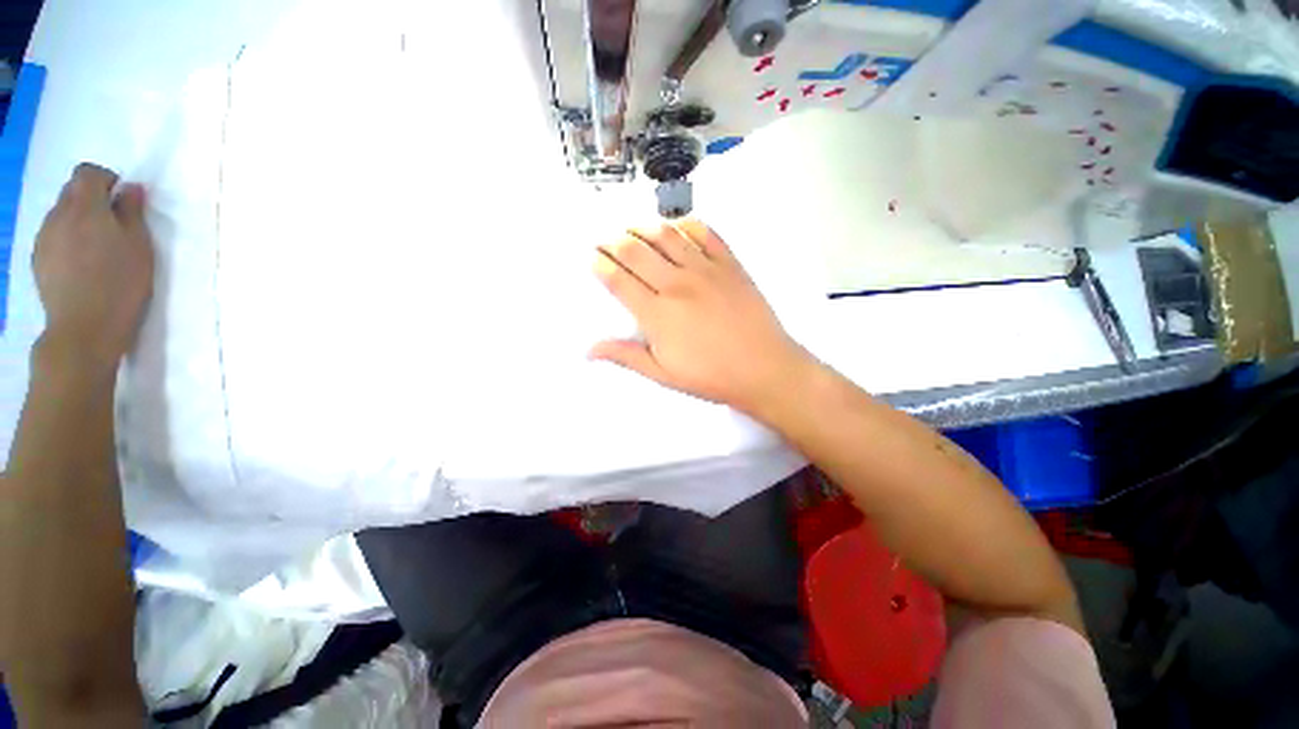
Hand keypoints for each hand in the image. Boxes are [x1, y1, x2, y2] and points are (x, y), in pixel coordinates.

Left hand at [33, 163, 153, 369]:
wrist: (84, 328)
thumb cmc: (121, 284)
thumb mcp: (140, 246)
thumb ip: (133, 212)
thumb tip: (130, 190)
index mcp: (86, 206)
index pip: (89, 173)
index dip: (106, 180)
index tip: (122, 200)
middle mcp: (59, 214)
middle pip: (72, 191)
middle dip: (91, 199)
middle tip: (113, 224)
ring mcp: (44, 237)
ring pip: (60, 214)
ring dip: (78, 220)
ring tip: (97, 247)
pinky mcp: (39, 259)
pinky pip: (53, 236)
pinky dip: (67, 240)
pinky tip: (81, 263)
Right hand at [591, 219, 812, 414]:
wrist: (764, 369)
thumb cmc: (711, 376)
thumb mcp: (664, 374)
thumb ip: (626, 356)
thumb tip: (590, 350)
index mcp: (657, 314)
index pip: (619, 280)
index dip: (600, 265)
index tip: (592, 258)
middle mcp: (677, 285)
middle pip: (636, 251)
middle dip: (614, 241)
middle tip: (606, 240)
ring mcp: (705, 270)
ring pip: (666, 236)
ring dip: (644, 228)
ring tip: (633, 229)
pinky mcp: (729, 264)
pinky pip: (705, 233)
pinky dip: (687, 224)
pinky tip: (677, 226)